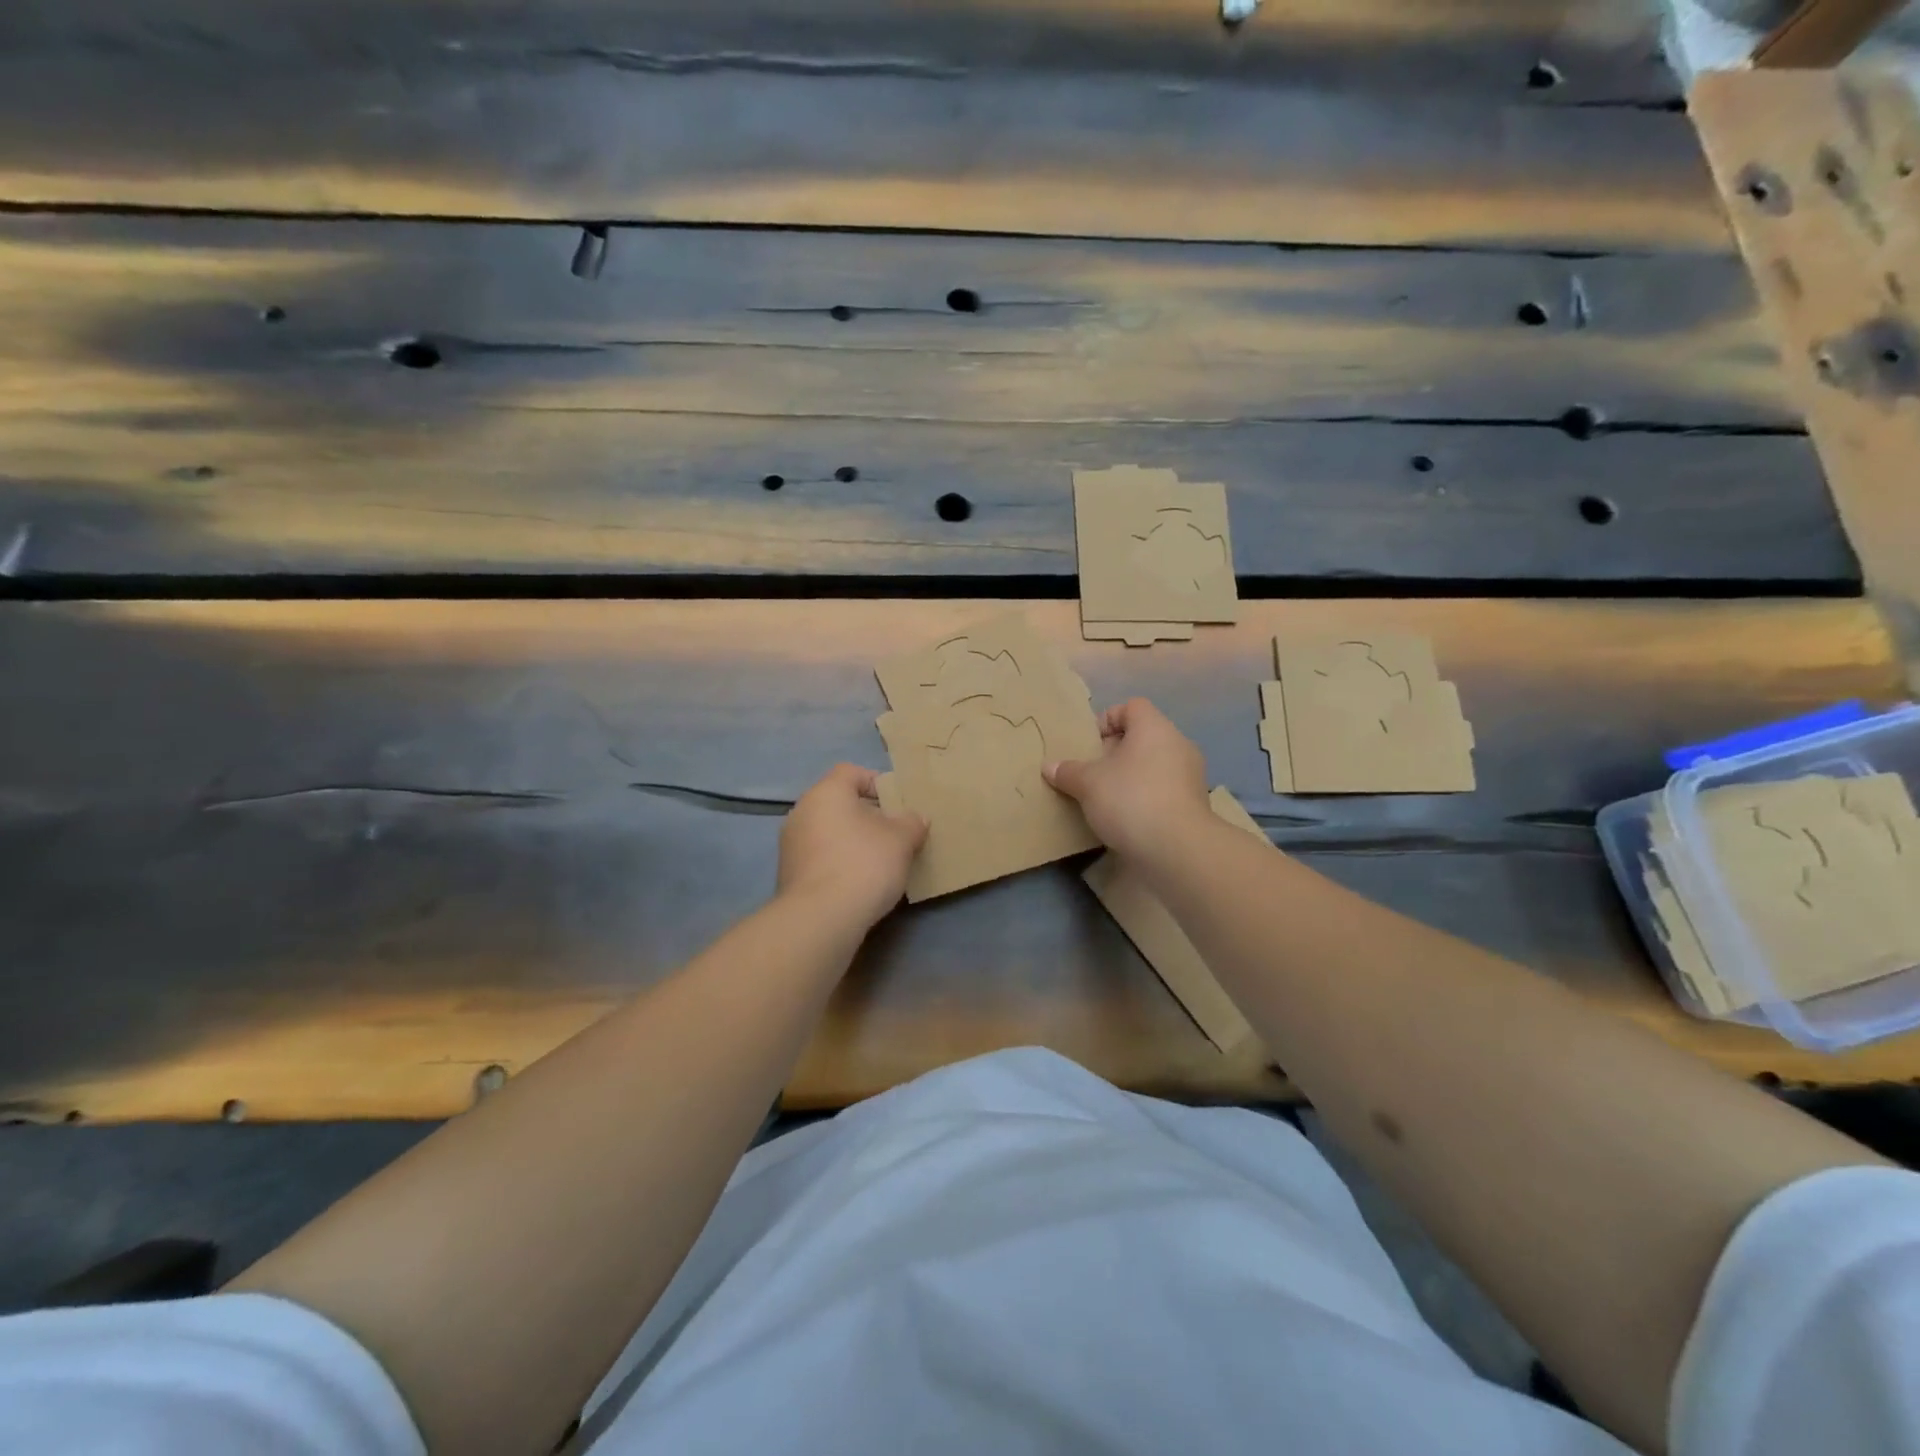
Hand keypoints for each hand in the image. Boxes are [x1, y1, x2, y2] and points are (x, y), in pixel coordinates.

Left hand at [778, 764, 927, 927]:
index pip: (850, 772)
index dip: (876, 782)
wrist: (821, 919)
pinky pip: (819, 857)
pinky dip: (838, 862)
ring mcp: (790, 844)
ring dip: (851, 841)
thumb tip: (916, 819)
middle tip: (893, 834)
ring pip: (828, 831)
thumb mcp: (902, 840)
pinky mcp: (788, 874)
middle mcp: (801, 811)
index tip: (896, 804)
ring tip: (878, 862)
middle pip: (838, 803)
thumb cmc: (864, 864)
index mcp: (826, 793)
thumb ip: (912, 823)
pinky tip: (857, 883)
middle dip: (866, 816)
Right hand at [1044, 698, 1210, 859]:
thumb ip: (1068, 771)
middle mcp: (1178, 745)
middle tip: (1091, 772)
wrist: (1177, 849)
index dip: (1107, 719)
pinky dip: (1144, 798)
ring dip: (1129, 777)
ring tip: (1104, 798)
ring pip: (1153, 766)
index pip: (1131, 706)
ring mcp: (1190, 776)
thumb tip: (1049, 766)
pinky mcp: (1193, 805)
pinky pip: (1162, 791)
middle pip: (1142, 737)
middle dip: (1114, 752)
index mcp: (1154, 728)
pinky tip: (1125, 818)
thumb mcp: (1088, 783)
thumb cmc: (1130, 799)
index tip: (1088, 744)